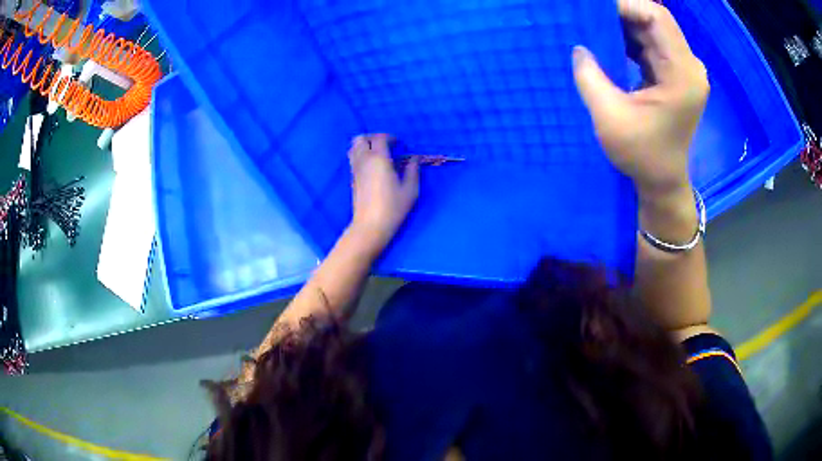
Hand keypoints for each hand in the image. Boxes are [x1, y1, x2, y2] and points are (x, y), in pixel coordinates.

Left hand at [348, 134, 419, 251]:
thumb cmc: (393, 207)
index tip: (398, 144)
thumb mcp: (410, 189)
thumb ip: (413, 170)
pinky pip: (352, 159)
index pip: (380, 138)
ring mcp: (355, 169)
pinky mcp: (352, 179)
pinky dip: (360, 155)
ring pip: (353, 148)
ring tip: (377, 154)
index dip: (390, 137)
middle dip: (373, 138)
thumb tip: (414, 159)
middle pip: (361, 139)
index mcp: (379, 159)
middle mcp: (364, 160)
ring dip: (364, 146)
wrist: (370, 225)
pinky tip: (372, 166)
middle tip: (385, 145)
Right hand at [572, 0, 708, 203]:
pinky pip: (651, 44)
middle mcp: (689, 67)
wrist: (662, 182)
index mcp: (682, 74)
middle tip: (589, 15)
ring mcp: (683, 70)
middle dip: (621, 13)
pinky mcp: (675, 75)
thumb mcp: (610, 117)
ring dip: (623, 24)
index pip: (657, 17)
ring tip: (594, 25)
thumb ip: (590, 76)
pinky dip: (629, 38)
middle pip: (655, 20)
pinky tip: (608, 41)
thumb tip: (578, 47)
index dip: (625, 5)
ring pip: (652, 30)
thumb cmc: (642, 155)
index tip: (593, 9)